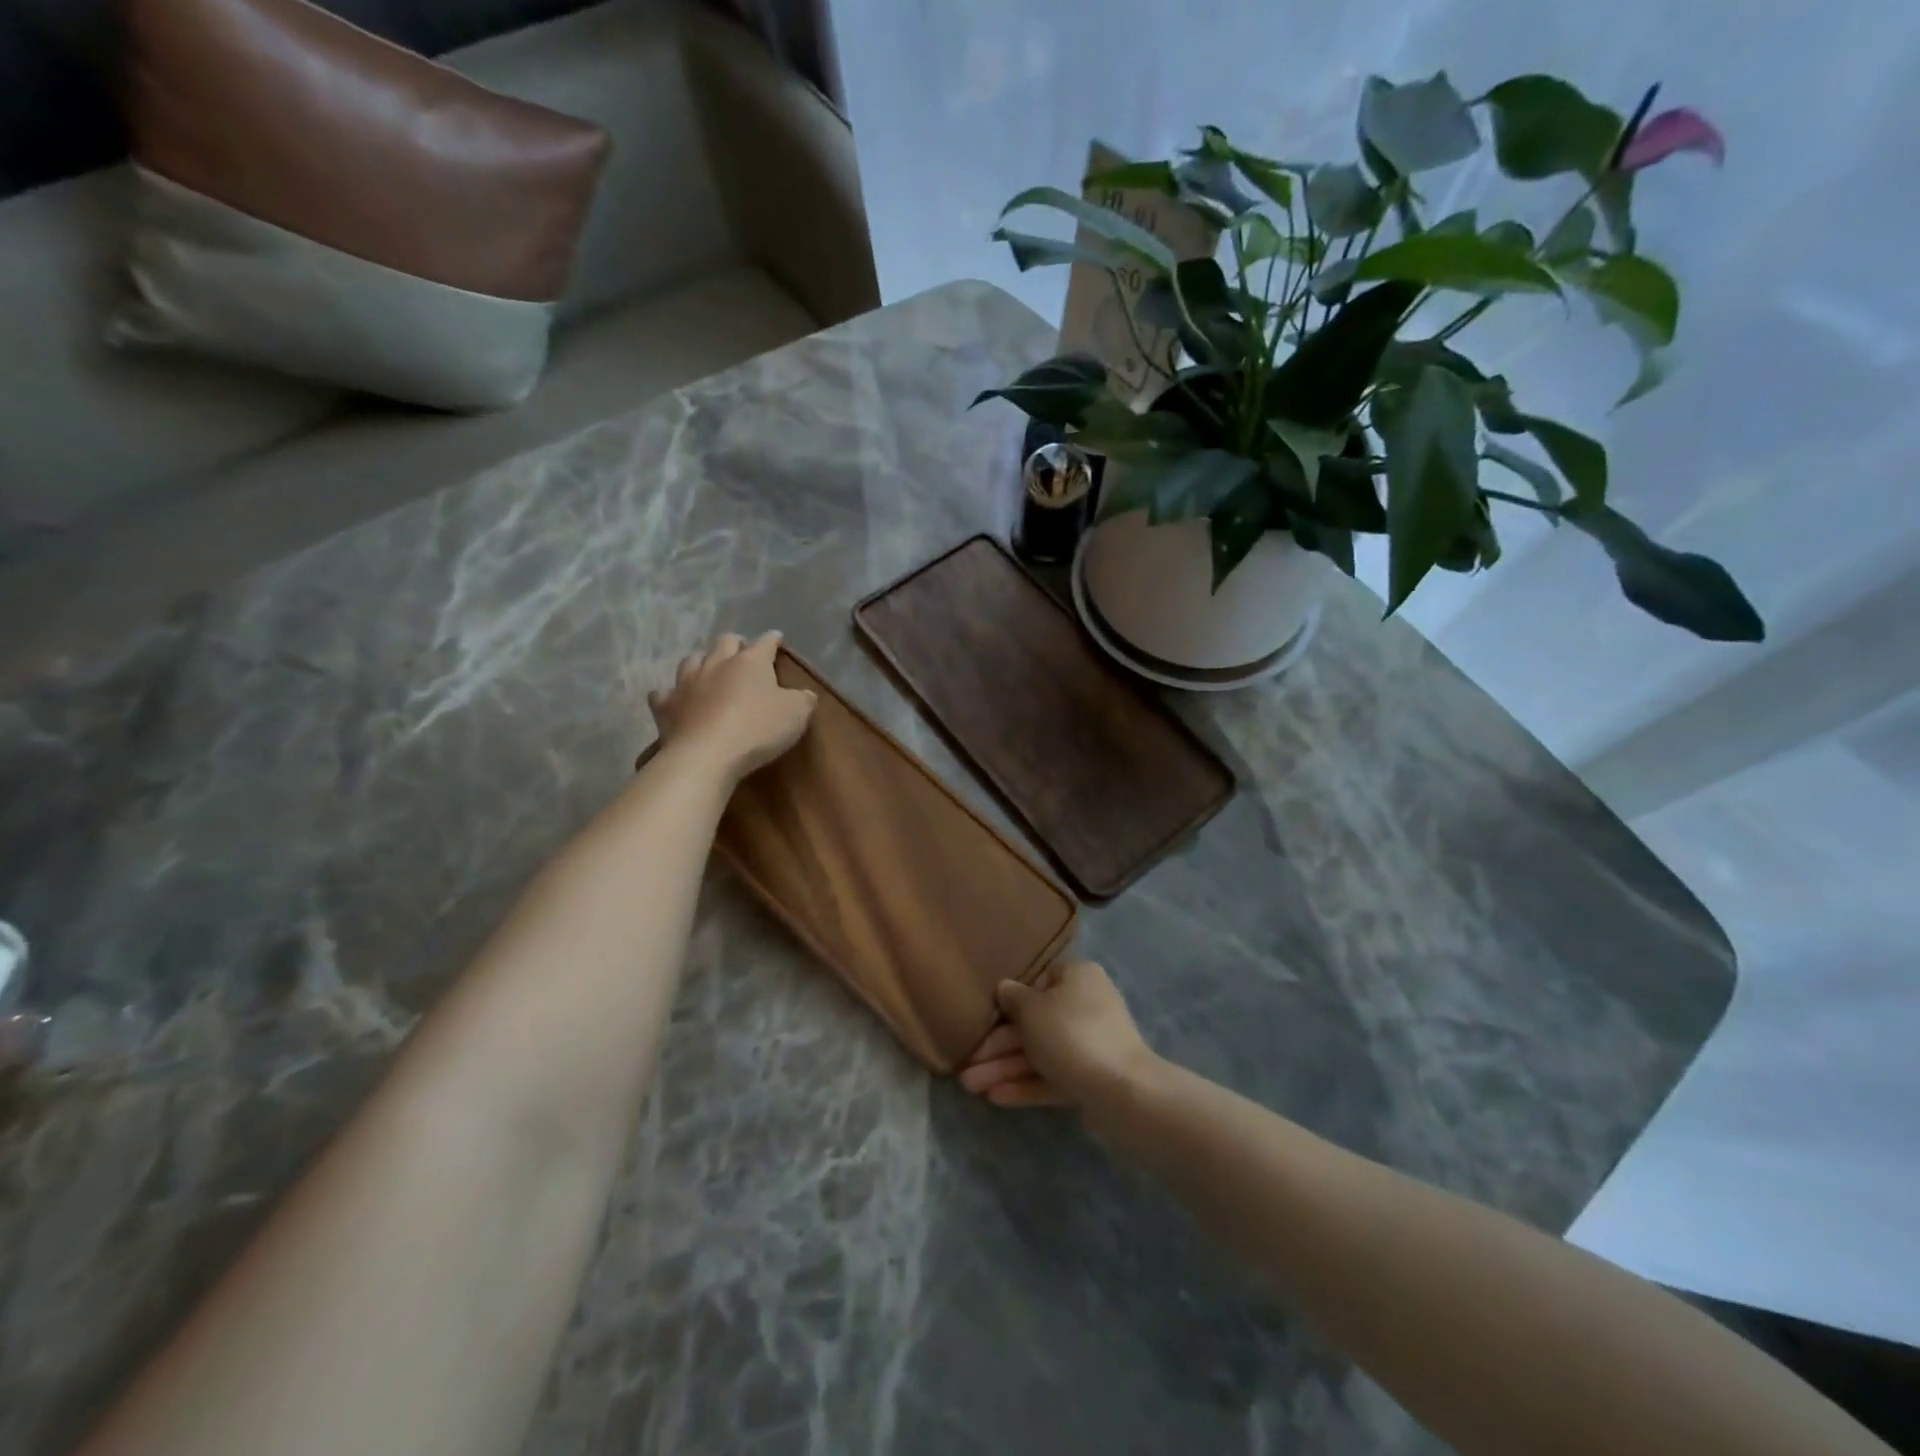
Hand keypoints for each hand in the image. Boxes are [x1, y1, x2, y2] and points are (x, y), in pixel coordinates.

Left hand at [648, 631, 815, 786]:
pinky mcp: (666, 706)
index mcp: (750, 661)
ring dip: (703, 662)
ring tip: (709, 672)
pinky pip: (664, 693)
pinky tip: (676, 700)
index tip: (777, 639)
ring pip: (693, 660)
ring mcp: (687, 682)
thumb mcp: (796, 715)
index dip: (773, 639)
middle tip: (743, 654)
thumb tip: (804, 694)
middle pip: (725, 642)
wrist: (707, 755)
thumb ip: (803, 700)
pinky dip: (671, 694)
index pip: (765, 642)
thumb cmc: (757, 729)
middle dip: (736, 644)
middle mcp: (717, 663)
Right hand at [959, 959, 1159, 1108]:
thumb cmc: (1070, 1034)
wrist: (1121, 1091)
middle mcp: (1086, 1005)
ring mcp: (1090, 1043)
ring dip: (1005, 1068)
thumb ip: (1013, 998)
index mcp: (1077, 976)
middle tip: (967, 1063)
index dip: (1010, 999)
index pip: (1039, 980)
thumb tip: (1005, 988)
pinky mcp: (1091, 1077)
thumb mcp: (1031, 1009)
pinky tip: (995, 1098)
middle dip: (998, 1045)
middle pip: (1034, 1022)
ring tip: (970, 1086)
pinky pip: (1052, 1076)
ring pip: (1040, 1052)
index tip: (985, 1016)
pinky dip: (1026, 1084)